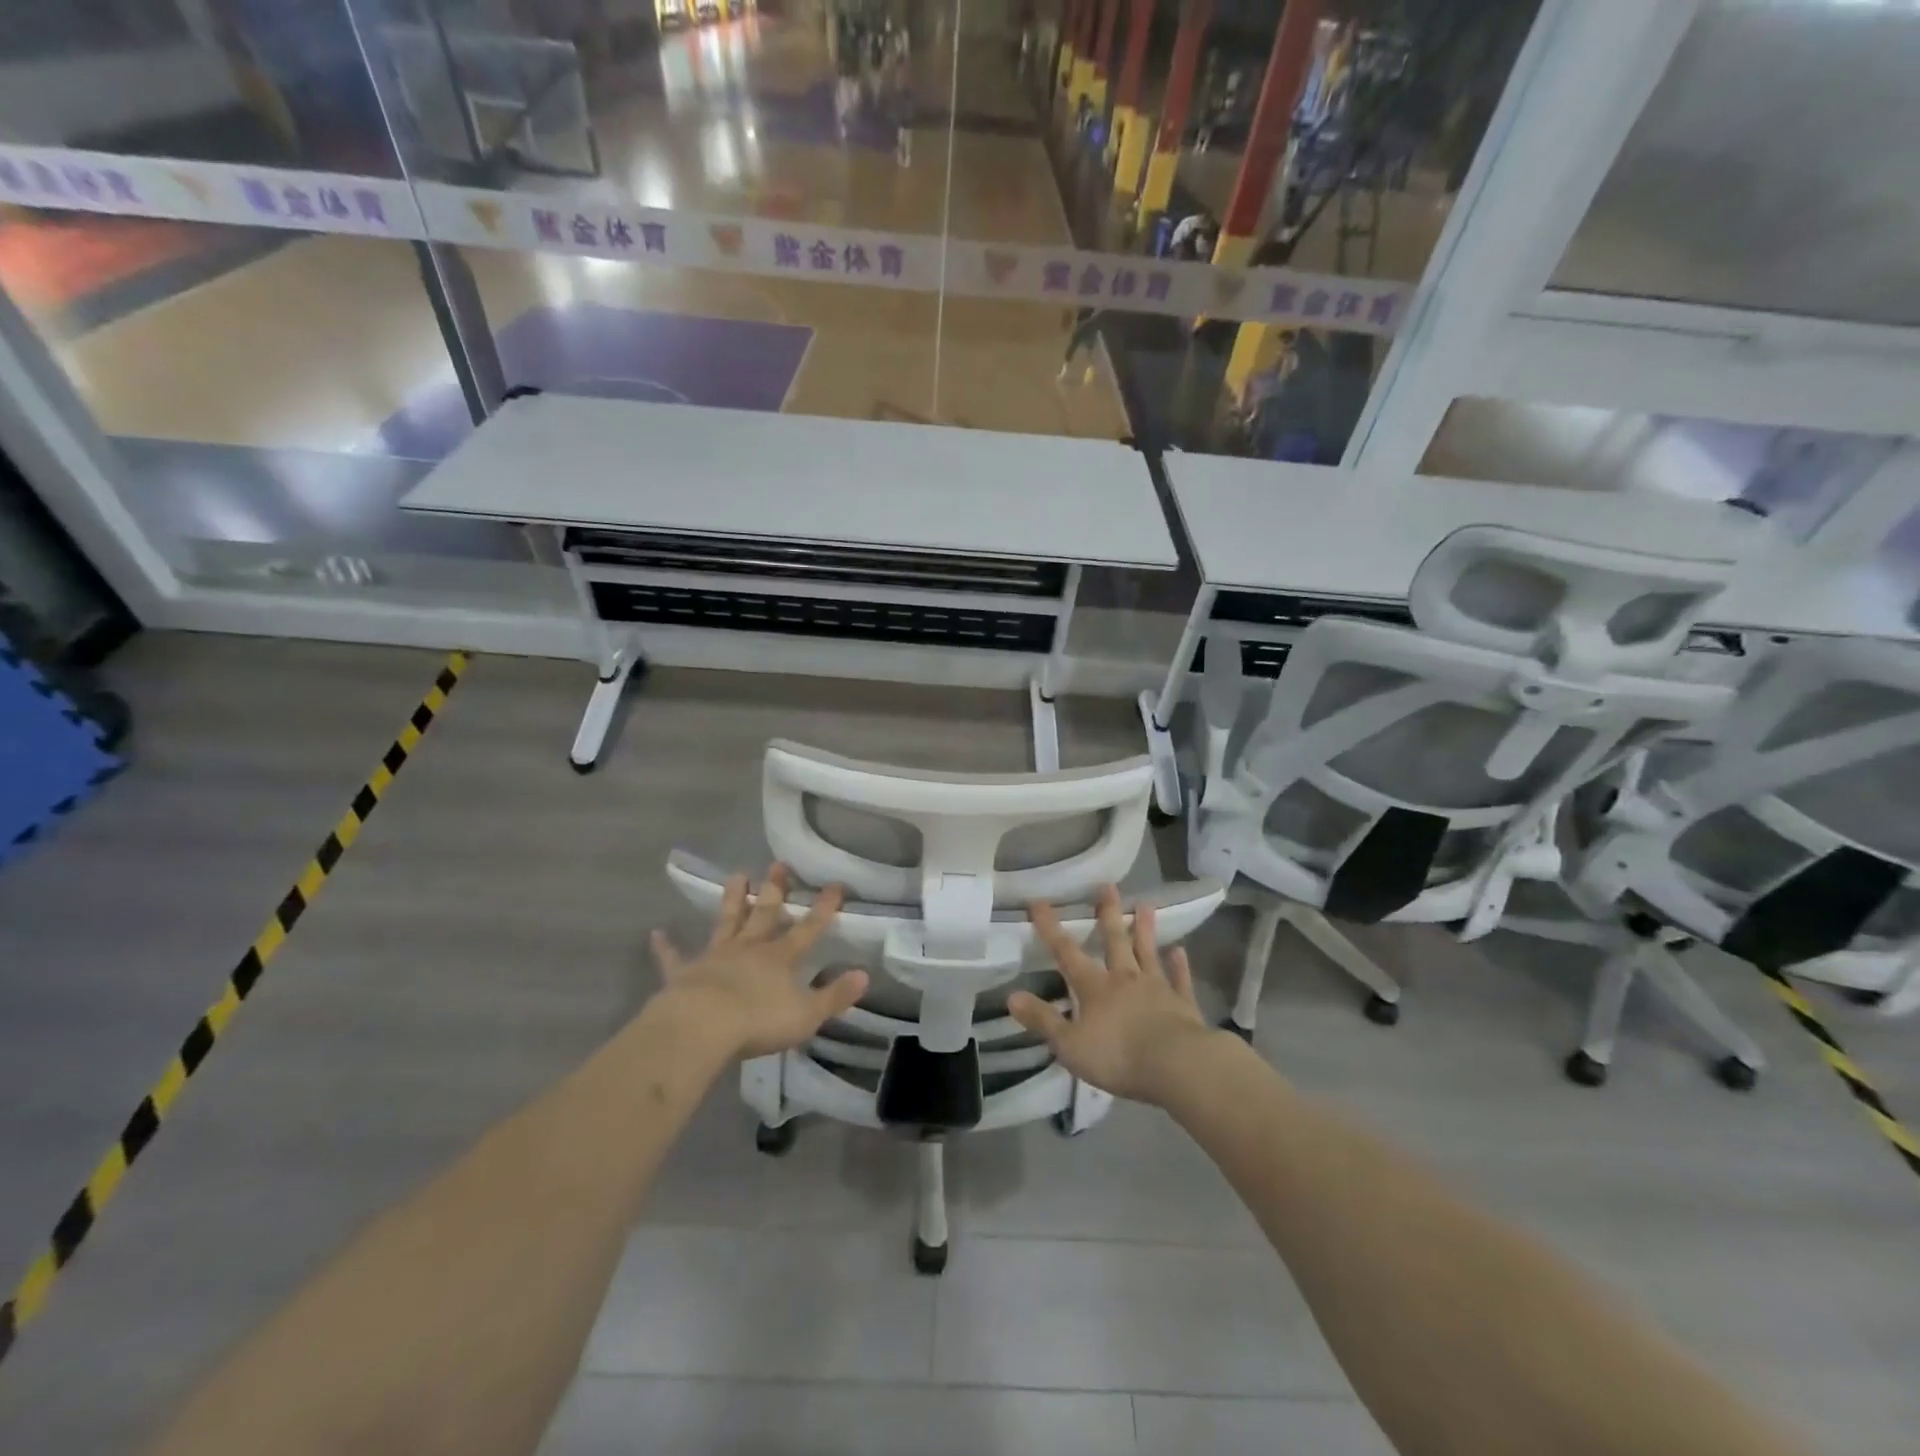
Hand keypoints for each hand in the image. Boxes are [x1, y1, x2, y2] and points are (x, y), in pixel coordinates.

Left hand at [648, 865, 869, 1059]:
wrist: (702, 1027)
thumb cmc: (758, 1021)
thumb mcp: (807, 1014)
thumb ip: (835, 995)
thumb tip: (865, 975)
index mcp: (780, 958)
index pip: (809, 928)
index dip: (824, 908)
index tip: (835, 885)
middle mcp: (750, 949)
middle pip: (765, 914)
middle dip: (775, 889)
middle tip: (778, 864)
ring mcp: (715, 956)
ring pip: (727, 921)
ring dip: (733, 899)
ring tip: (738, 875)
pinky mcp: (684, 972)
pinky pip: (675, 957)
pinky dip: (667, 946)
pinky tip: (657, 933)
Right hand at [1008, 886, 1221, 1106]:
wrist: (1176, 1065)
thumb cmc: (1117, 1056)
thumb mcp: (1069, 1044)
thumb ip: (1043, 1019)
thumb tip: (1012, 996)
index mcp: (1095, 988)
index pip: (1066, 952)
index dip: (1050, 928)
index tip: (1040, 902)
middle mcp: (1125, 979)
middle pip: (1115, 941)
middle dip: (1108, 914)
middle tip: (1109, 887)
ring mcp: (1157, 988)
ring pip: (1148, 952)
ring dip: (1144, 929)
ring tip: (1145, 904)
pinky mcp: (1182, 1004)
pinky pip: (1179, 979)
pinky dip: (1179, 965)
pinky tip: (1179, 951)